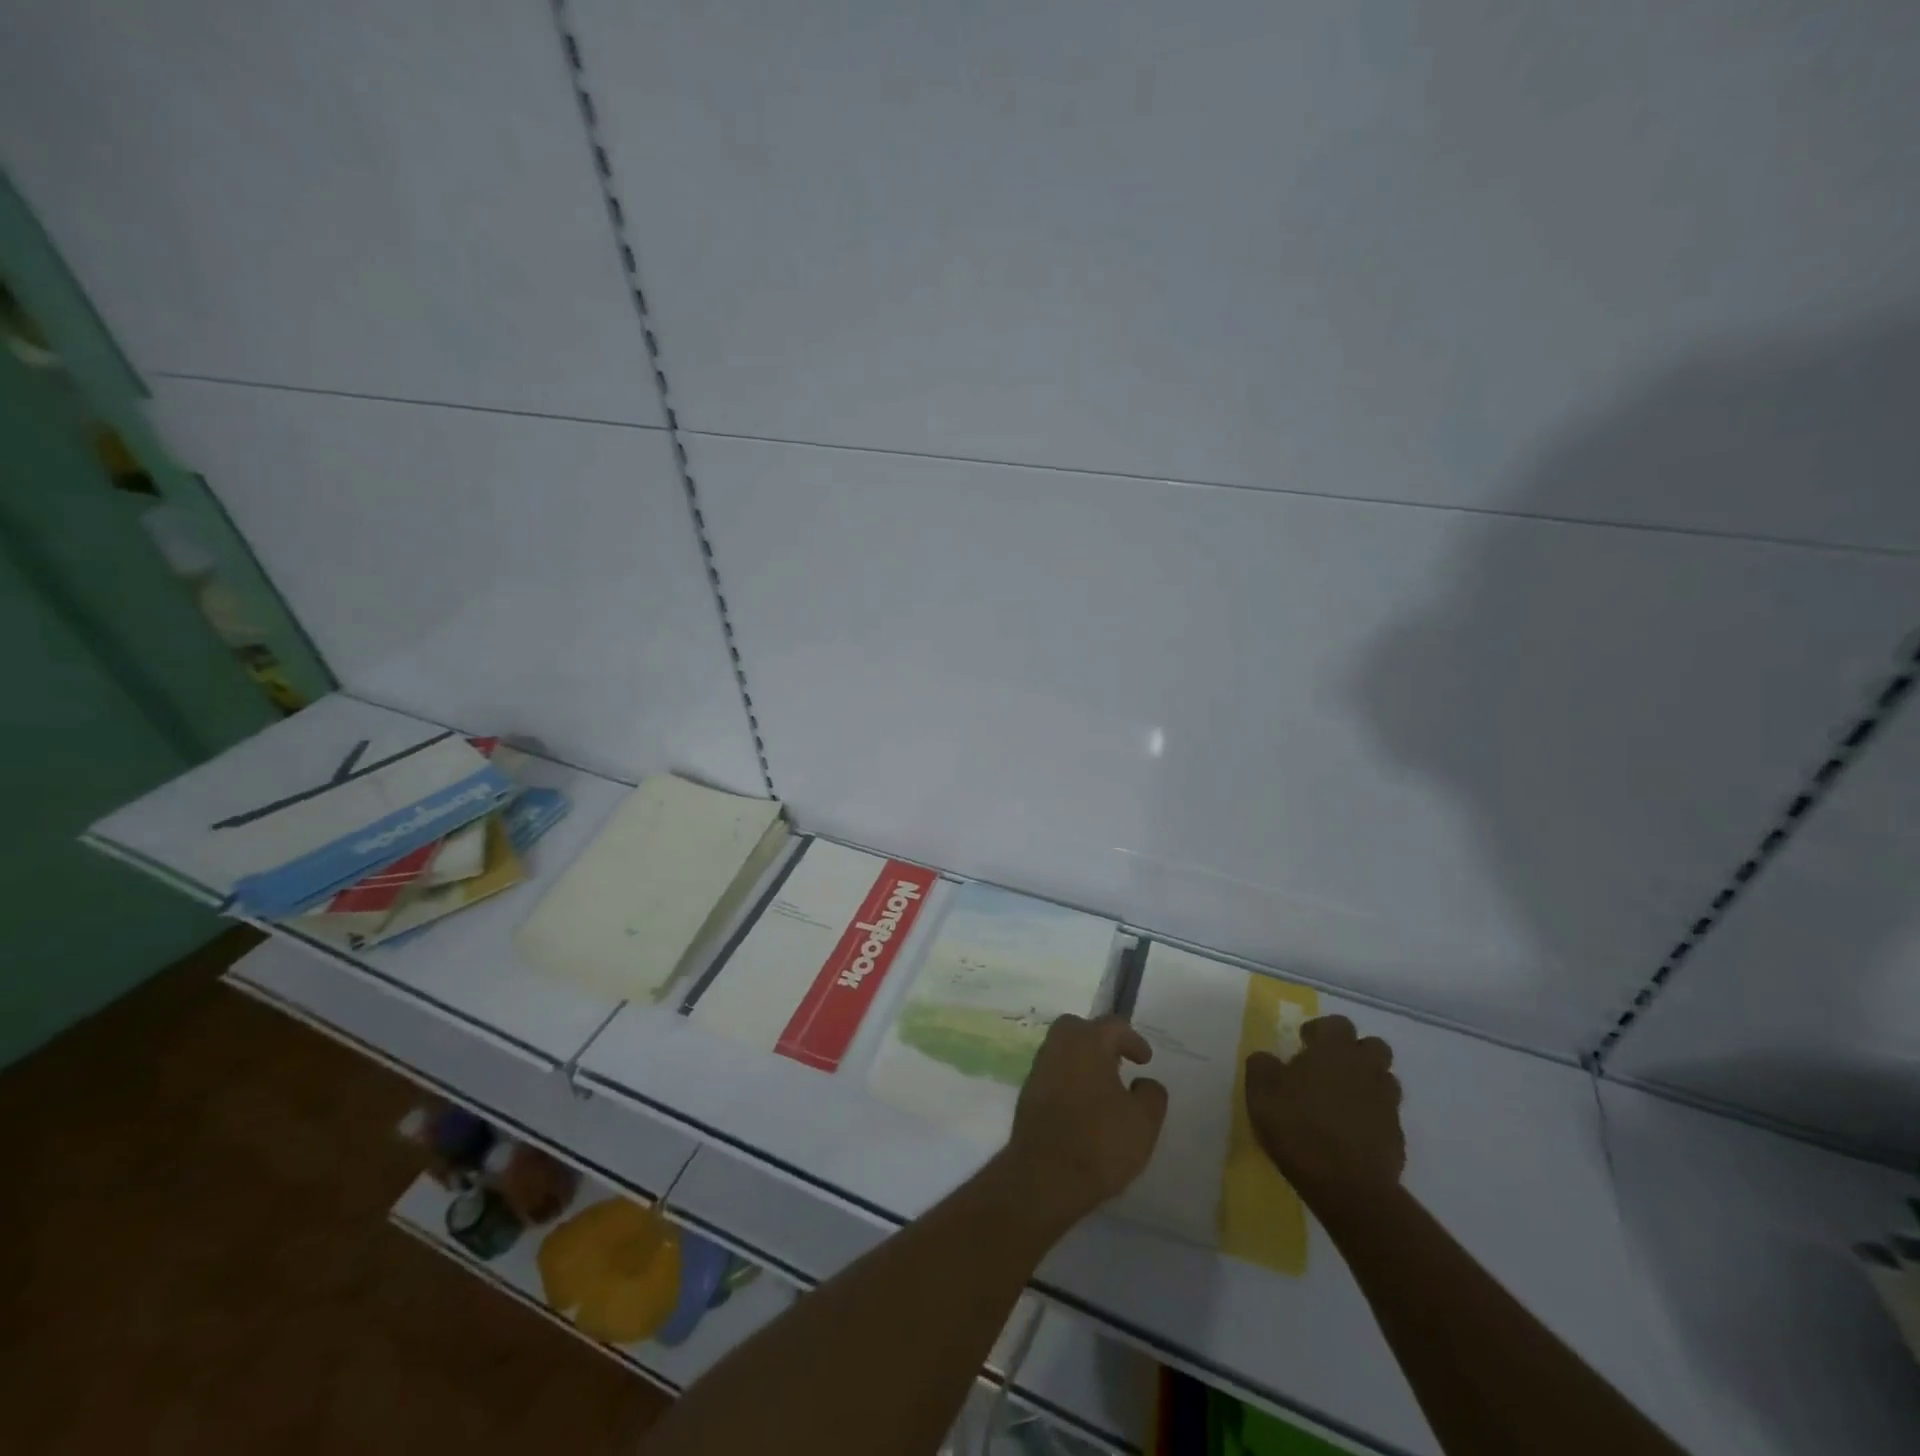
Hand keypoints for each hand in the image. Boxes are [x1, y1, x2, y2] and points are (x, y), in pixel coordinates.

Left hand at [996, 1014, 1167, 1232]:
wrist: (1044, 1176)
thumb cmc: (1099, 1142)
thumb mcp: (1143, 1122)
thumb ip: (1152, 1094)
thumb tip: (1145, 1082)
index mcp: (1087, 1042)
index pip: (1113, 1026)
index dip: (1133, 1040)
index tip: (1145, 1060)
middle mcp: (1058, 1046)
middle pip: (1079, 1028)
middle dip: (1099, 1040)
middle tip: (1118, 1062)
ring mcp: (1039, 1069)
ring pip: (1063, 1050)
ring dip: (1083, 1060)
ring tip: (1104, 1087)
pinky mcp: (1027, 1094)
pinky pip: (1053, 1073)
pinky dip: (1069, 1079)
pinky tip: (1083, 1105)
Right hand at [1245, 1015, 1403, 1209]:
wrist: (1347, 1187)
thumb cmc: (1298, 1127)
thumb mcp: (1260, 1091)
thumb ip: (1262, 1065)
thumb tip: (1268, 1059)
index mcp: (1334, 1050)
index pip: (1337, 1023)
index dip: (1320, 1030)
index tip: (1303, 1045)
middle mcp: (1366, 1069)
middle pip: (1373, 1046)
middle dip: (1354, 1052)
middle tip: (1329, 1069)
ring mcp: (1386, 1103)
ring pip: (1384, 1080)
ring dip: (1366, 1083)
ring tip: (1340, 1101)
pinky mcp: (1397, 1137)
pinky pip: (1385, 1115)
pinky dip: (1371, 1117)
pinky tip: (1350, 1134)